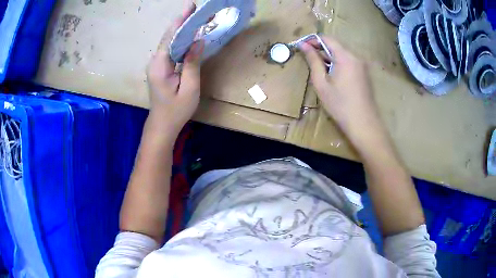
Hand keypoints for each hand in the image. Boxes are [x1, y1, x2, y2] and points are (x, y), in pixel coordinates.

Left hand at [146, 3, 202, 135]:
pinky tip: (188, 35)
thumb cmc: (176, 110)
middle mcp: (155, 61)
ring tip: (194, 18)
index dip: (180, 21)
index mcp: (160, 65)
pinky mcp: (160, 68)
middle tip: (195, 9)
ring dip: (181, 29)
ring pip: (168, 42)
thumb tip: (198, 41)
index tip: (190, 7)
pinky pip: (169, 49)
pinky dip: (179, 40)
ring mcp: (156, 64)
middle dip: (181, 22)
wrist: (162, 124)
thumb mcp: (189, 88)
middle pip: (168, 36)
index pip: (170, 37)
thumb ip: (192, 64)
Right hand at [300, 36, 384, 144]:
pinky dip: (338, 65)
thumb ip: (313, 61)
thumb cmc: (340, 104)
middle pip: (335, 46)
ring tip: (318, 69)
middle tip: (307, 59)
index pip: (327, 39)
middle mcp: (356, 57)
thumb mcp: (321, 83)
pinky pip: (349, 63)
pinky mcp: (364, 74)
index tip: (301, 46)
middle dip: (320, 49)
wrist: (363, 124)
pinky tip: (332, 76)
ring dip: (329, 58)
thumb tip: (303, 45)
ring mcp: (362, 66)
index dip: (312, 40)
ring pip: (342, 55)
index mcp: (345, 57)